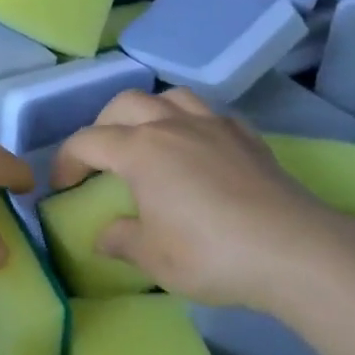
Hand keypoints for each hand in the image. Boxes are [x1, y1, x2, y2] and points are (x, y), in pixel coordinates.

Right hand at [52, 89, 354, 311]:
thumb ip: (121, 241)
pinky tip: (198, 148)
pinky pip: (210, 114)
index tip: (61, 186)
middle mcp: (171, 126)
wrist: (294, 251)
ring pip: (169, 97)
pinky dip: (192, 123)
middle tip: (102, 158)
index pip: (87, 142)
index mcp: (140, 150)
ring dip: (148, 112)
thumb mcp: (153, 257)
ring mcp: (213, 126)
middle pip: (124, 104)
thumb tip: (104, 236)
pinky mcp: (247, 137)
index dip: (66, 161)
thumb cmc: (210, 253)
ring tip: (148, 140)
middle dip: (103, 126)